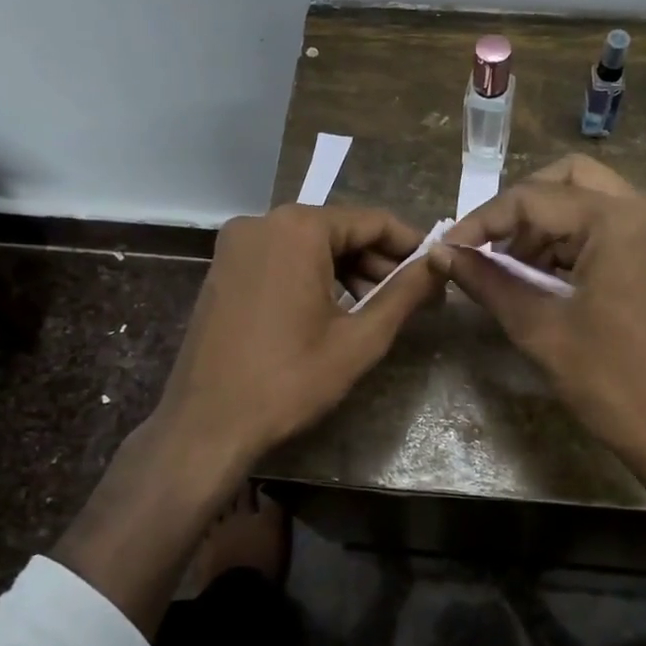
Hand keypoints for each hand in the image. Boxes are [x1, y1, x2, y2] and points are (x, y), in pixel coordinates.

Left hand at [151, 203, 442, 475]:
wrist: (205, 425)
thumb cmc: (289, 380)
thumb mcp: (359, 339)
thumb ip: (405, 294)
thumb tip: (439, 264)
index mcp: (298, 229)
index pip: (372, 221)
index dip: (410, 245)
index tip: (436, 269)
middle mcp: (262, 222)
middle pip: (339, 230)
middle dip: (378, 261)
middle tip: (412, 297)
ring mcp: (236, 245)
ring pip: (309, 245)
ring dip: (347, 270)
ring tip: (377, 309)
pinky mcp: (223, 268)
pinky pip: (281, 258)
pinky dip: (313, 275)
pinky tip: (334, 310)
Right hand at [432, 155, 645, 473]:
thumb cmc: (608, 379)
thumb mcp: (538, 326)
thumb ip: (486, 280)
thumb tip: (439, 254)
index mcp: (620, 222)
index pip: (536, 198)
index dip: (485, 220)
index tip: (451, 247)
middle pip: (570, 178)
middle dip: (522, 206)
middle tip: (490, 244)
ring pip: (590, 199)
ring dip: (547, 225)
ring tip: (512, 267)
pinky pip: (610, 225)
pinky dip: (573, 239)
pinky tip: (545, 276)